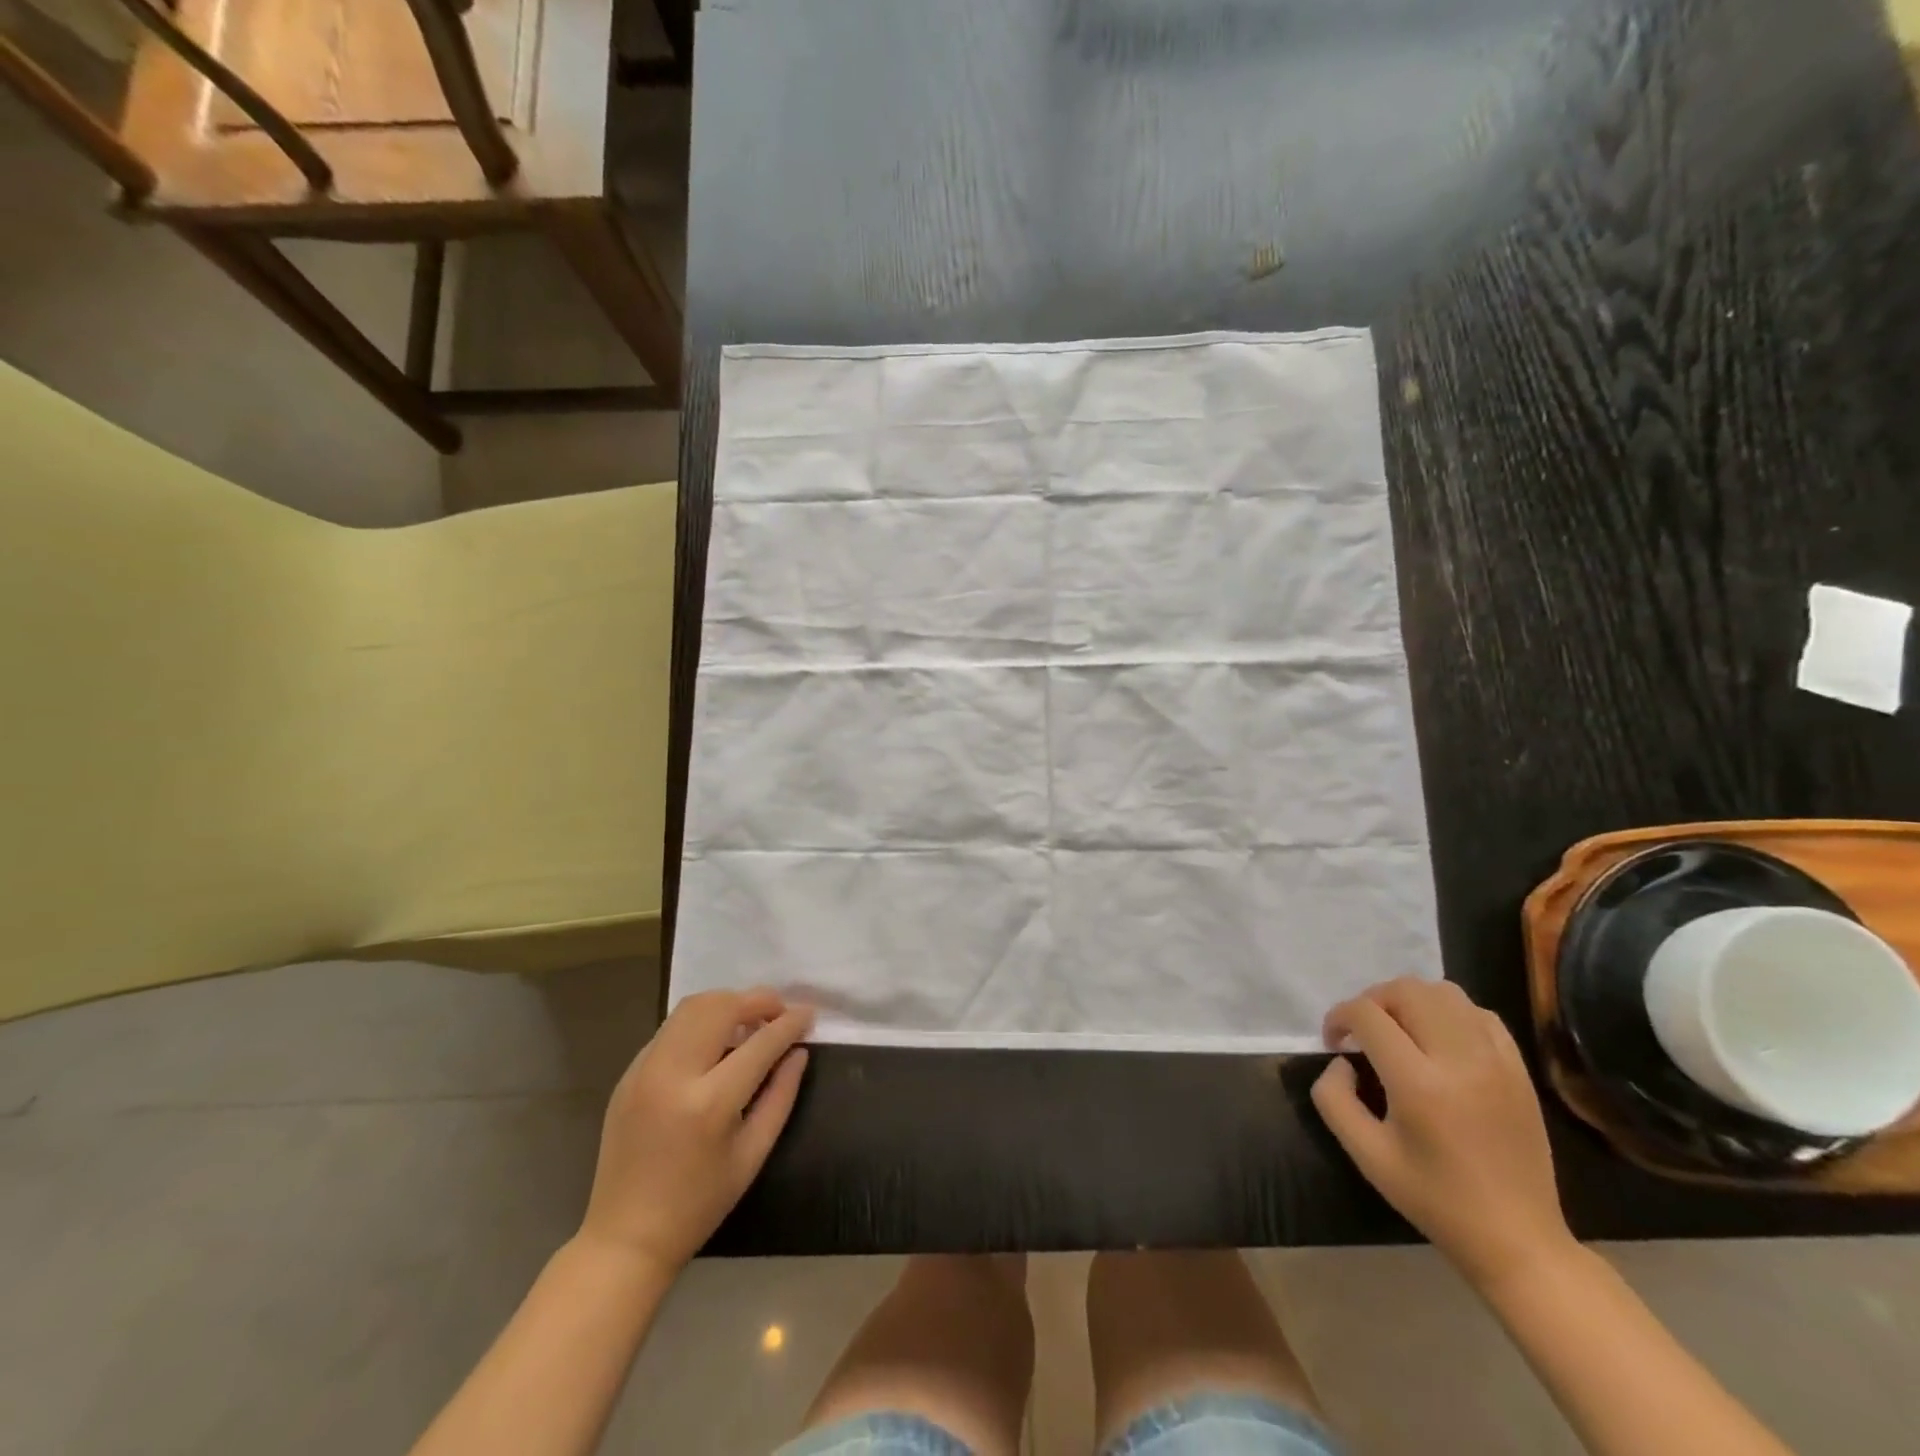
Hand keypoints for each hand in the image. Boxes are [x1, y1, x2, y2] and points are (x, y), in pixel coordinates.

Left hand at [578, 989, 812, 1274]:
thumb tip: (798, 1052)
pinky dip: (701, 1021)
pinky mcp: (628, 1073)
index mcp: (709, 1104)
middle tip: (780, 1013)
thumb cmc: (698, 1205)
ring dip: (728, 1004)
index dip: (790, 1023)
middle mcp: (673, 1075)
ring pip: (692, 1007)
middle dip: (758, 1001)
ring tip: (749, 1022)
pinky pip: (671, 1028)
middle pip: (721, 1008)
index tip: (809, 1014)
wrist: (625, 1238)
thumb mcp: (752, 1155)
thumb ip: (781, 1096)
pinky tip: (715, 1042)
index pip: (760, 1043)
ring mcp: (645, 1070)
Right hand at [1311, 978, 1573, 1290]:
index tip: (1334, 1041)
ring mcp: (1496, 1061)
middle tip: (1362, 1032)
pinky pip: (1479, 1013)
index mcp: (1419, 1084)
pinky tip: (1438, 1040)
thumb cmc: (1434, 1199)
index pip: (1368, 1015)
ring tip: (1398, 1029)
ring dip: (1410, 1000)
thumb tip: (1341, 1062)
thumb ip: (1334, 1098)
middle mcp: (1460, 1060)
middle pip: (1406, 990)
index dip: (1339, 1017)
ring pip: (1443, 992)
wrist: (1518, 1240)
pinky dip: (1450, 1012)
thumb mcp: (1366, 1155)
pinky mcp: (1518, 1069)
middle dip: (1372, 1000)